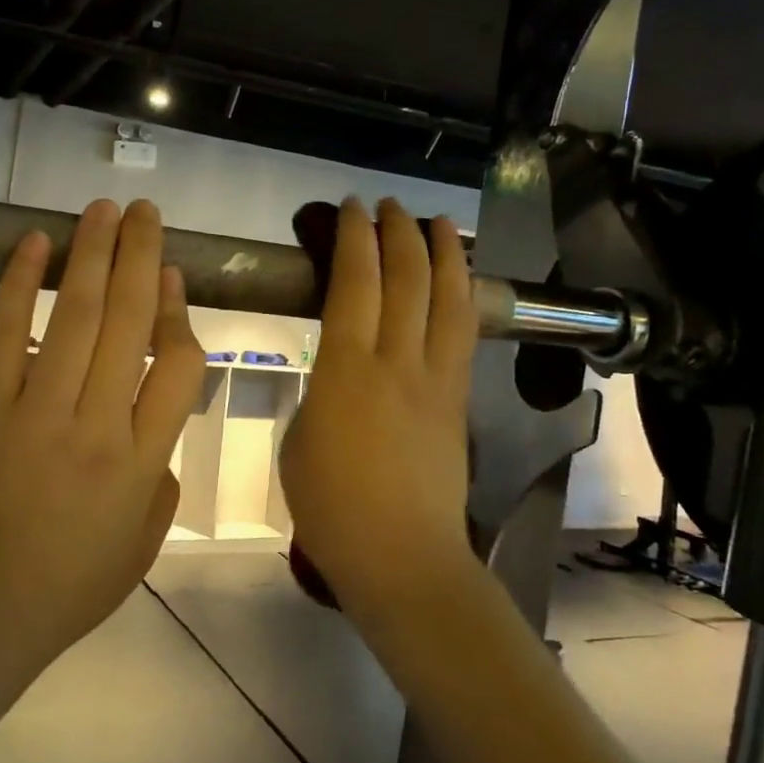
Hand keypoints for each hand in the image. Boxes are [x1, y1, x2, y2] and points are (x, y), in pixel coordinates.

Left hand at [0, 199, 204, 665]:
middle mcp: (97, 424)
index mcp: (141, 461)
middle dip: (142, 258)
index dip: (179, 313)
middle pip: (129, 323)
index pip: (177, 365)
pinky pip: (7, 334)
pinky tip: (34, 244)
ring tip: (104, 211)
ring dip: (93, 255)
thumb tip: (158, 420)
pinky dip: (21, 285)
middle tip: (147, 213)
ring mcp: (38, 411)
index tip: (175, 278)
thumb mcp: (143, 545)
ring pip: (75, 317)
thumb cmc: (68, 586)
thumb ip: (162, 478)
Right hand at [279, 197, 481, 620]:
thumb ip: (320, 393)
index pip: (354, 284)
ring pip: (445, 299)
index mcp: (345, 371)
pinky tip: (460, 279)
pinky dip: (463, 295)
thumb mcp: (299, 440)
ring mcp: (435, 380)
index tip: (349, 209)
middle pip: (404, 279)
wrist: (402, 557)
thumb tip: (338, 373)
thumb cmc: (332, 506)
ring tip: (436, 221)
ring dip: (441, 252)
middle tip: (386, 205)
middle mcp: (396, 362)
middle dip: (396, 232)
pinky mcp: (458, 401)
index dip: (353, 239)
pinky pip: (464, 334)